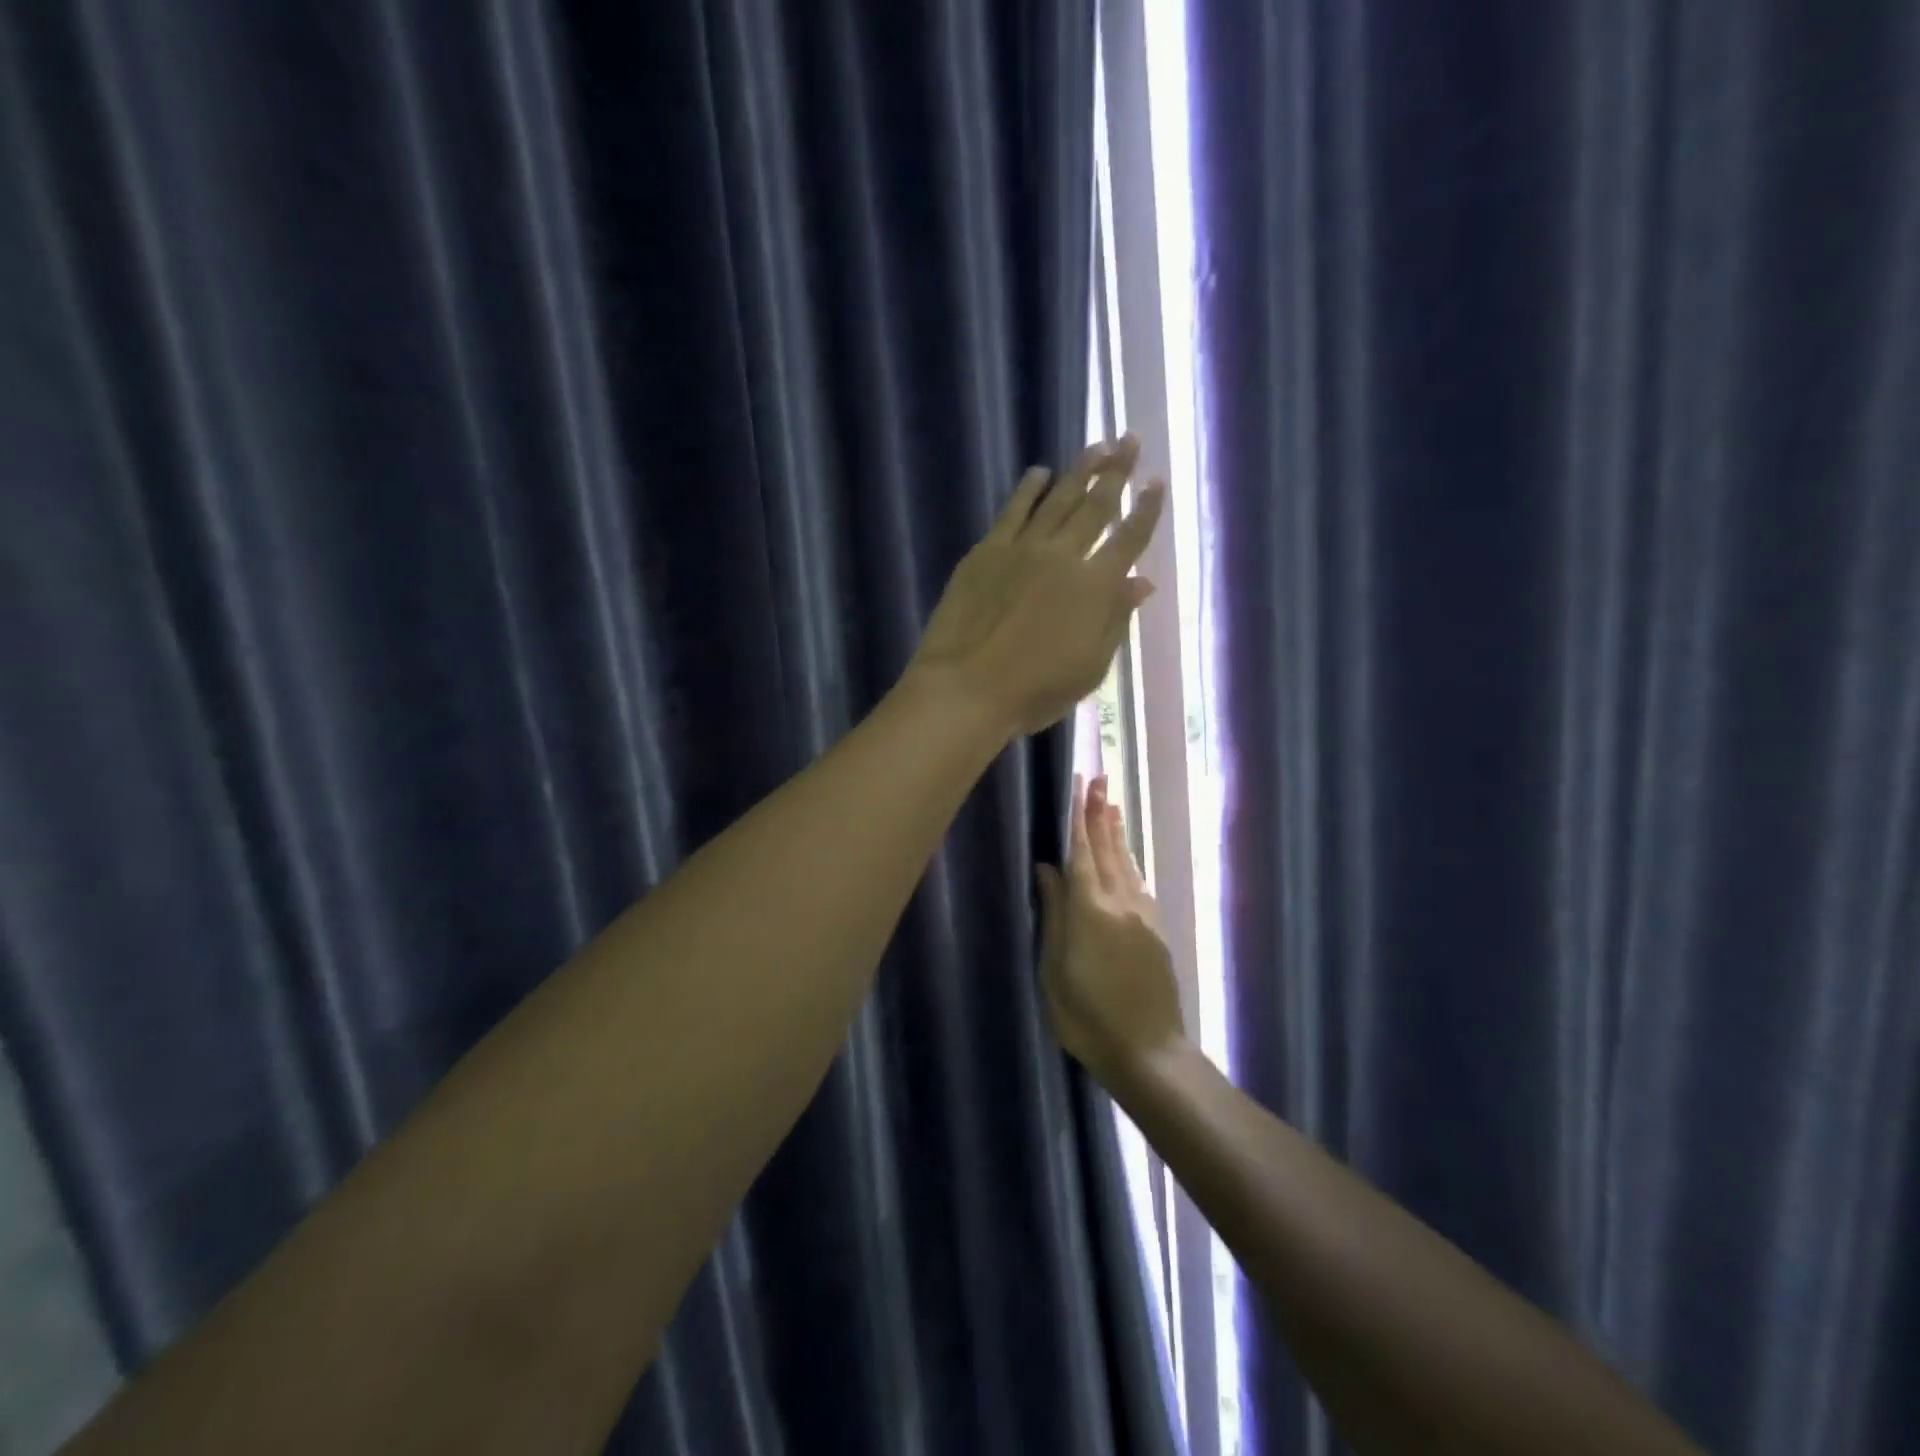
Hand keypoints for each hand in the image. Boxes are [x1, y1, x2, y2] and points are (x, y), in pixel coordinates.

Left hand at [909, 437, 1164, 736]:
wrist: (967, 688)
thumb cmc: (1035, 691)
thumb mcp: (1091, 667)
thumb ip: (1116, 619)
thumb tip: (1143, 581)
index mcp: (1096, 587)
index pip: (1129, 539)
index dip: (1146, 509)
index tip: (1157, 482)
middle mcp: (1064, 556)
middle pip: (1096, 506)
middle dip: (1117, 472)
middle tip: (1129, 440)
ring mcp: (1022, 549)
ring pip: (1057, 500)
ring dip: (1079, 472)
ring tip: (1097, 446)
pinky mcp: (986, 552)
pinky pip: (1012, 511)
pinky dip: (1027, 489)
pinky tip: (1038, 473)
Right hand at [1036, 774, 1185, 1082]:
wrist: (1150, 1053)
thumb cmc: (1087, 1018)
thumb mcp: (1054, 971)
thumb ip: (1053, 915)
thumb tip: (1047, 869)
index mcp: (1090, 911)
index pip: (1082, 853)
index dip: (1079, 818)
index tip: (1080, 785)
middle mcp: (1121, 903)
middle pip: (1108, 850)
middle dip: (1101, 813)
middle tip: (1100, 779)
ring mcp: (1143, 917)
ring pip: (1126, 864)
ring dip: (1117, 833)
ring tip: (1112, 806)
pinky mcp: (1156, 932)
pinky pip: (1138, 883)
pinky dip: (1128, 861)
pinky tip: (1126, 858)